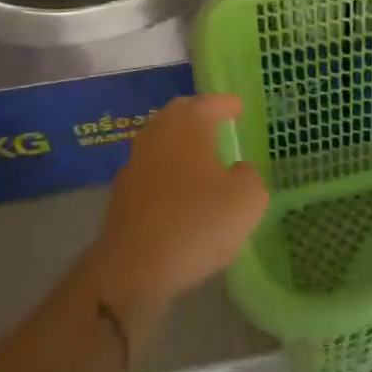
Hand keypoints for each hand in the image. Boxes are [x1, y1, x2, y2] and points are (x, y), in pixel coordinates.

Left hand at [86, 94, 269, 326]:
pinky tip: (177, 191)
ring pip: (161, 141)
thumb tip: (238, 171)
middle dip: (198, 115)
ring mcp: (135, 163)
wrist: (133, 269)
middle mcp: (158, 134)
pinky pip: (150, 170)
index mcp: (189, 124)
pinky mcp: (122, 194)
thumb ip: (249, 176)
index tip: (239, 108)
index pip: (210, 102)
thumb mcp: (247, 200)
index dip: (227, 104)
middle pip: (179, 113)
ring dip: (179, 144)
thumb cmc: (196, 223)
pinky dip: (165, 172)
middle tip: (217, 123)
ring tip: (199, 158)